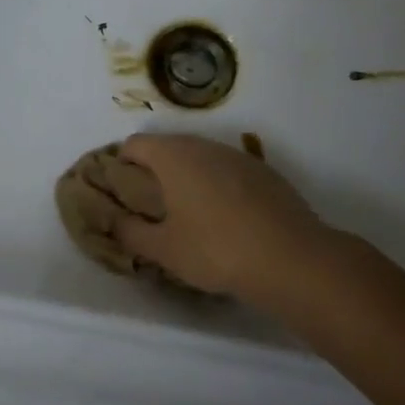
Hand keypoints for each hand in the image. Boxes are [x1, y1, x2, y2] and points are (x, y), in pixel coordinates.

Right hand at [114, 133, 341, 304]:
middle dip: (153, 169)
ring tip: (187, 212)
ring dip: (187, 176)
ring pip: (201, 156)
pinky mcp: (265, 172)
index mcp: (174, 157)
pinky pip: (228, 170)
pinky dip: (217, 184)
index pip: (134, 144)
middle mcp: (205, 146)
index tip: (121, 191)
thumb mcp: (163, 249)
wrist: (292, 259)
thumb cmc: (216, 250)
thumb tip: (113, 221)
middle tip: (150, 204)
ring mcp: (238, 156)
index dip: (120, 164)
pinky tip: (224, 218)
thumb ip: (129, 232)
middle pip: (168, 146)